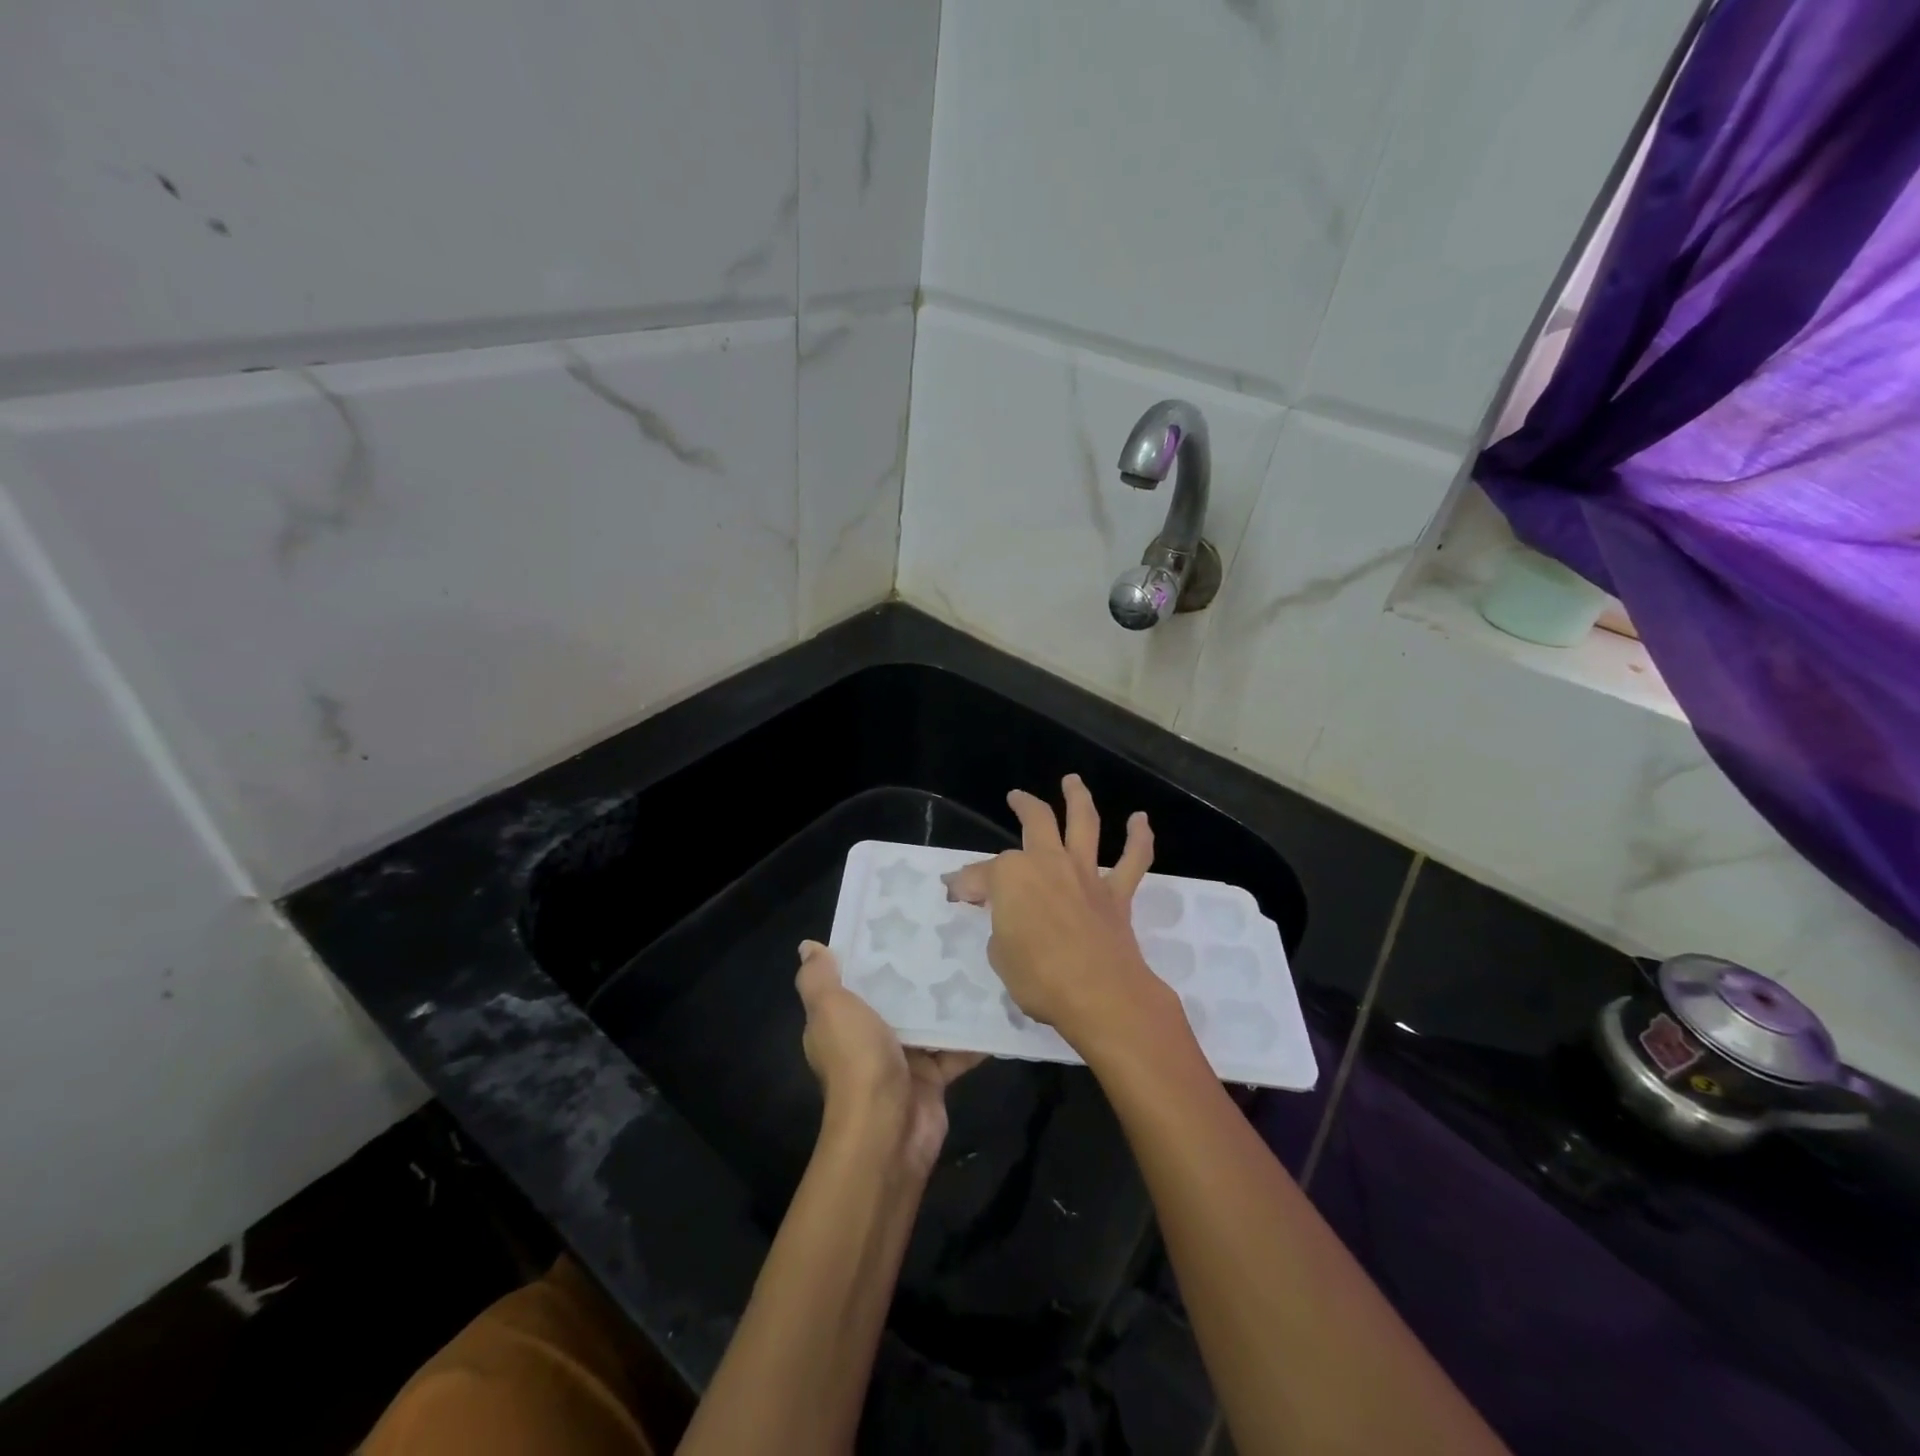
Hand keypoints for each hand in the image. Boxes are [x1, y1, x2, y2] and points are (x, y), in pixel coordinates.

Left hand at [796, 941, 982, 1175]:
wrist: (887, 1128)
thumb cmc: (856, 1060)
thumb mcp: (829, 1009)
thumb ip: (819, 978)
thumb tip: (808, 946)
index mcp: (840, 1022)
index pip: (854, 981)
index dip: (871, 954)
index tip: (898, 922)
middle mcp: (868, 1039)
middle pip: (895, 998)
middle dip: (917, 972)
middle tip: (947, 932)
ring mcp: (903, 1060)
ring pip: (929, 1021)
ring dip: (948, 1000)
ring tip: (977, 958)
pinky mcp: (933, 1078)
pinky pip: (956, 1049)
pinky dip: (974, 1034)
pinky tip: (996, 1003)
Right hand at [942, 775, 1172, 1053]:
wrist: (1100, 995)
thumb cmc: (1039, 978)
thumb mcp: (999, 955)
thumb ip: (999, 927)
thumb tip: (1000, 916)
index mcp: (1011, 876)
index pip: (979, 875)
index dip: (964, 885)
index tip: (955, 894)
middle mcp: (1048, 862)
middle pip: (1035, 822)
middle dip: (1023, 806)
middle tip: (1016, 798)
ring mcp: (1085, 874)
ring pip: (1084, 823)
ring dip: (1078, 798)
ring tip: (1073, 781)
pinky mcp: (1116, 893)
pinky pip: (1133, 860)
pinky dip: (1139, 838)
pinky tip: (1140, 821)